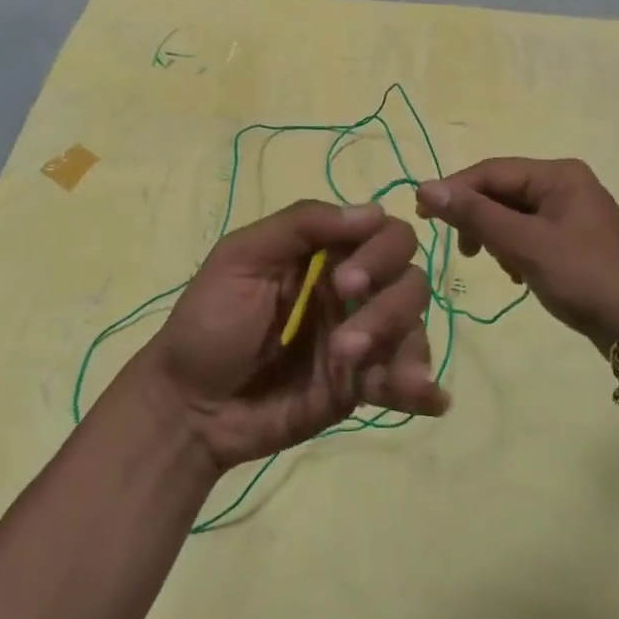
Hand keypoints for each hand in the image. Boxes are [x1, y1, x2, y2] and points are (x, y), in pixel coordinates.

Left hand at [143, 200, 443, 471]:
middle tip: (345, 340)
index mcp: (326, 255)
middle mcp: (353, 292)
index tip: (346, 282)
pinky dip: (424, 388)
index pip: (385, 235)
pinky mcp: (361, 386)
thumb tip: (374, 212)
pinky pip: (405, 381)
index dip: (381, 252)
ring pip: (413, 328)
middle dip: (388, 307)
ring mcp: (361, 340)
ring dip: (400, 348)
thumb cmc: (208, 322)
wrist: (189, 406)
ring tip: (359, 373)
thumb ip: (301, 225)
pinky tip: (429, 400)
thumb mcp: (241, 258)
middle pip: (409, 281)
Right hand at [417, 158, 618, 352]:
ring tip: (499, 267)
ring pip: (513, 215)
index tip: (421, 215)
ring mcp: (571, 213)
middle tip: (461, 250)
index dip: (453, 190)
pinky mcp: (574, 240)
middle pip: (501, 192)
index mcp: (557, 174)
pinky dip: (515, 250)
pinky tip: (516, 275)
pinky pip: (529, 234)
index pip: (490, 171)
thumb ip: (475, 215)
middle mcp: (565, 184)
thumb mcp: (524, 244)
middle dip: (478, 219)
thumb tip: (425, 186)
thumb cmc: (583, 276)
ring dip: (495, 237)